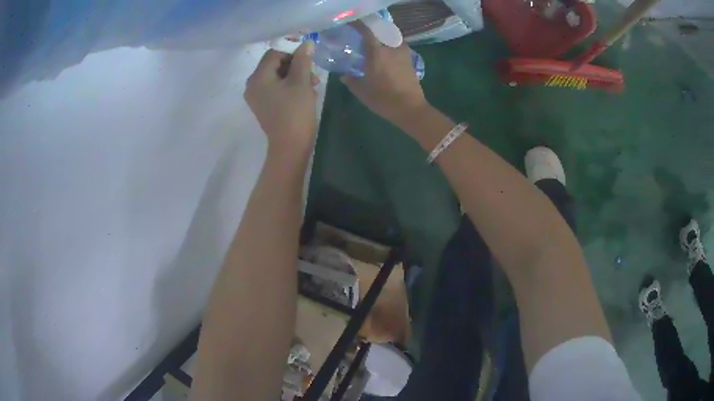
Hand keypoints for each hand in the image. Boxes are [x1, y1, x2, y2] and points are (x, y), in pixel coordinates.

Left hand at [245, 43, 319, 154]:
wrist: (290, 146)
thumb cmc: (295, 112)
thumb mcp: (301, 82)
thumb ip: (303, 60)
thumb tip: (306, 43)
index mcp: (258, 77)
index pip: (274, 53)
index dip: (292, 52)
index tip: (309, 60)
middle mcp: (252, 85)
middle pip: (274, 64)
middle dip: (295, 66)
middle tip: (313, 76)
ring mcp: (256, 97)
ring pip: (276, 76)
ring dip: (295, 76)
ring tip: (312, 86)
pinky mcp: (263, 106)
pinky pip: (275, 88)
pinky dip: (289, 87)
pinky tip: (304, 93)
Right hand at [341, 23, 428, 128]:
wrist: (410, 108)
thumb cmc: (384, 99)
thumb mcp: (363, 92)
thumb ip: (352, 81)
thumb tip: (344, 76)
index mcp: (377, 53)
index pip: (367, 31)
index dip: (359, 25)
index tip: (352, 23)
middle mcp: (391, 48)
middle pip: (381, 32)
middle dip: (372, 31)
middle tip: (363, 35)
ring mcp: (403, 53)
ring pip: (391, 39)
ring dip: (383, 39)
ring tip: (376, 44)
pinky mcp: (410, 60)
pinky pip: (398, 47)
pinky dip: (391, 46)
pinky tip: (386, 55)